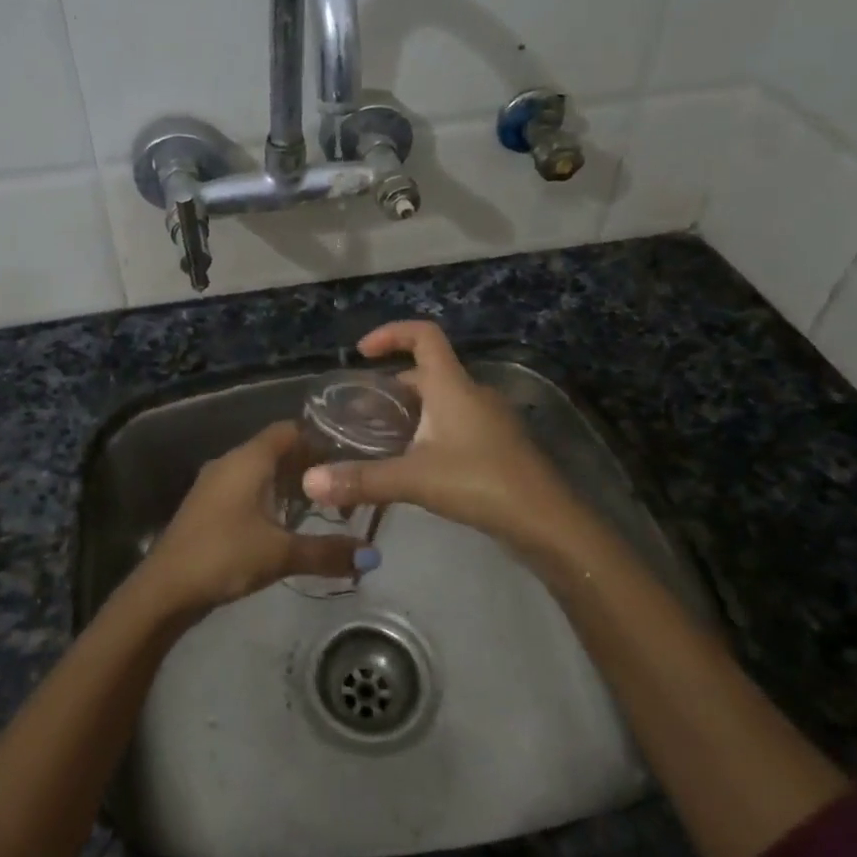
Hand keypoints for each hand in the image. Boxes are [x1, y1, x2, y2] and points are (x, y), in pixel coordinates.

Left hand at [139, 421, 363, 615]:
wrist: (165, 588)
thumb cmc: (224, 556)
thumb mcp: (281, 554)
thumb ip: (327, 552)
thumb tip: (372, 555)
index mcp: (248, 459)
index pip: (290, 430)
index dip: (320, 439)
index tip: (350, 456)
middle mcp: (230, 462)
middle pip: (276, 449)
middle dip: (309, 465)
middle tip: (344, 486)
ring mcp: (215, 484)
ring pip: (260, 471)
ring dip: (289, 484)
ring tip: (323, 507)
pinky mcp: (208, 506)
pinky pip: (246, 489)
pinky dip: (269, 498)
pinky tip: (286, 524)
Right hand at [302, 321, 576, 550]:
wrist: (547, 522)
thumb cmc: (481, 483)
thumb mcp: (414, 478)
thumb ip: (361, 479)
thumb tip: (309, 481)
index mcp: (452, 386)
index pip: (424, 336)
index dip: (391, 333)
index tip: (362, 352)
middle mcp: (471, 394)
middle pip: (426, 373)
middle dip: (389, 387)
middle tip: (358, 414)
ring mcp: (488, 420)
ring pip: (440, 402)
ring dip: (408, 413)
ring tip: (377, 441)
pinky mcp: (495, 446)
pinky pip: (453, 425)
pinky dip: (427, 433)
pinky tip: (411, 465)